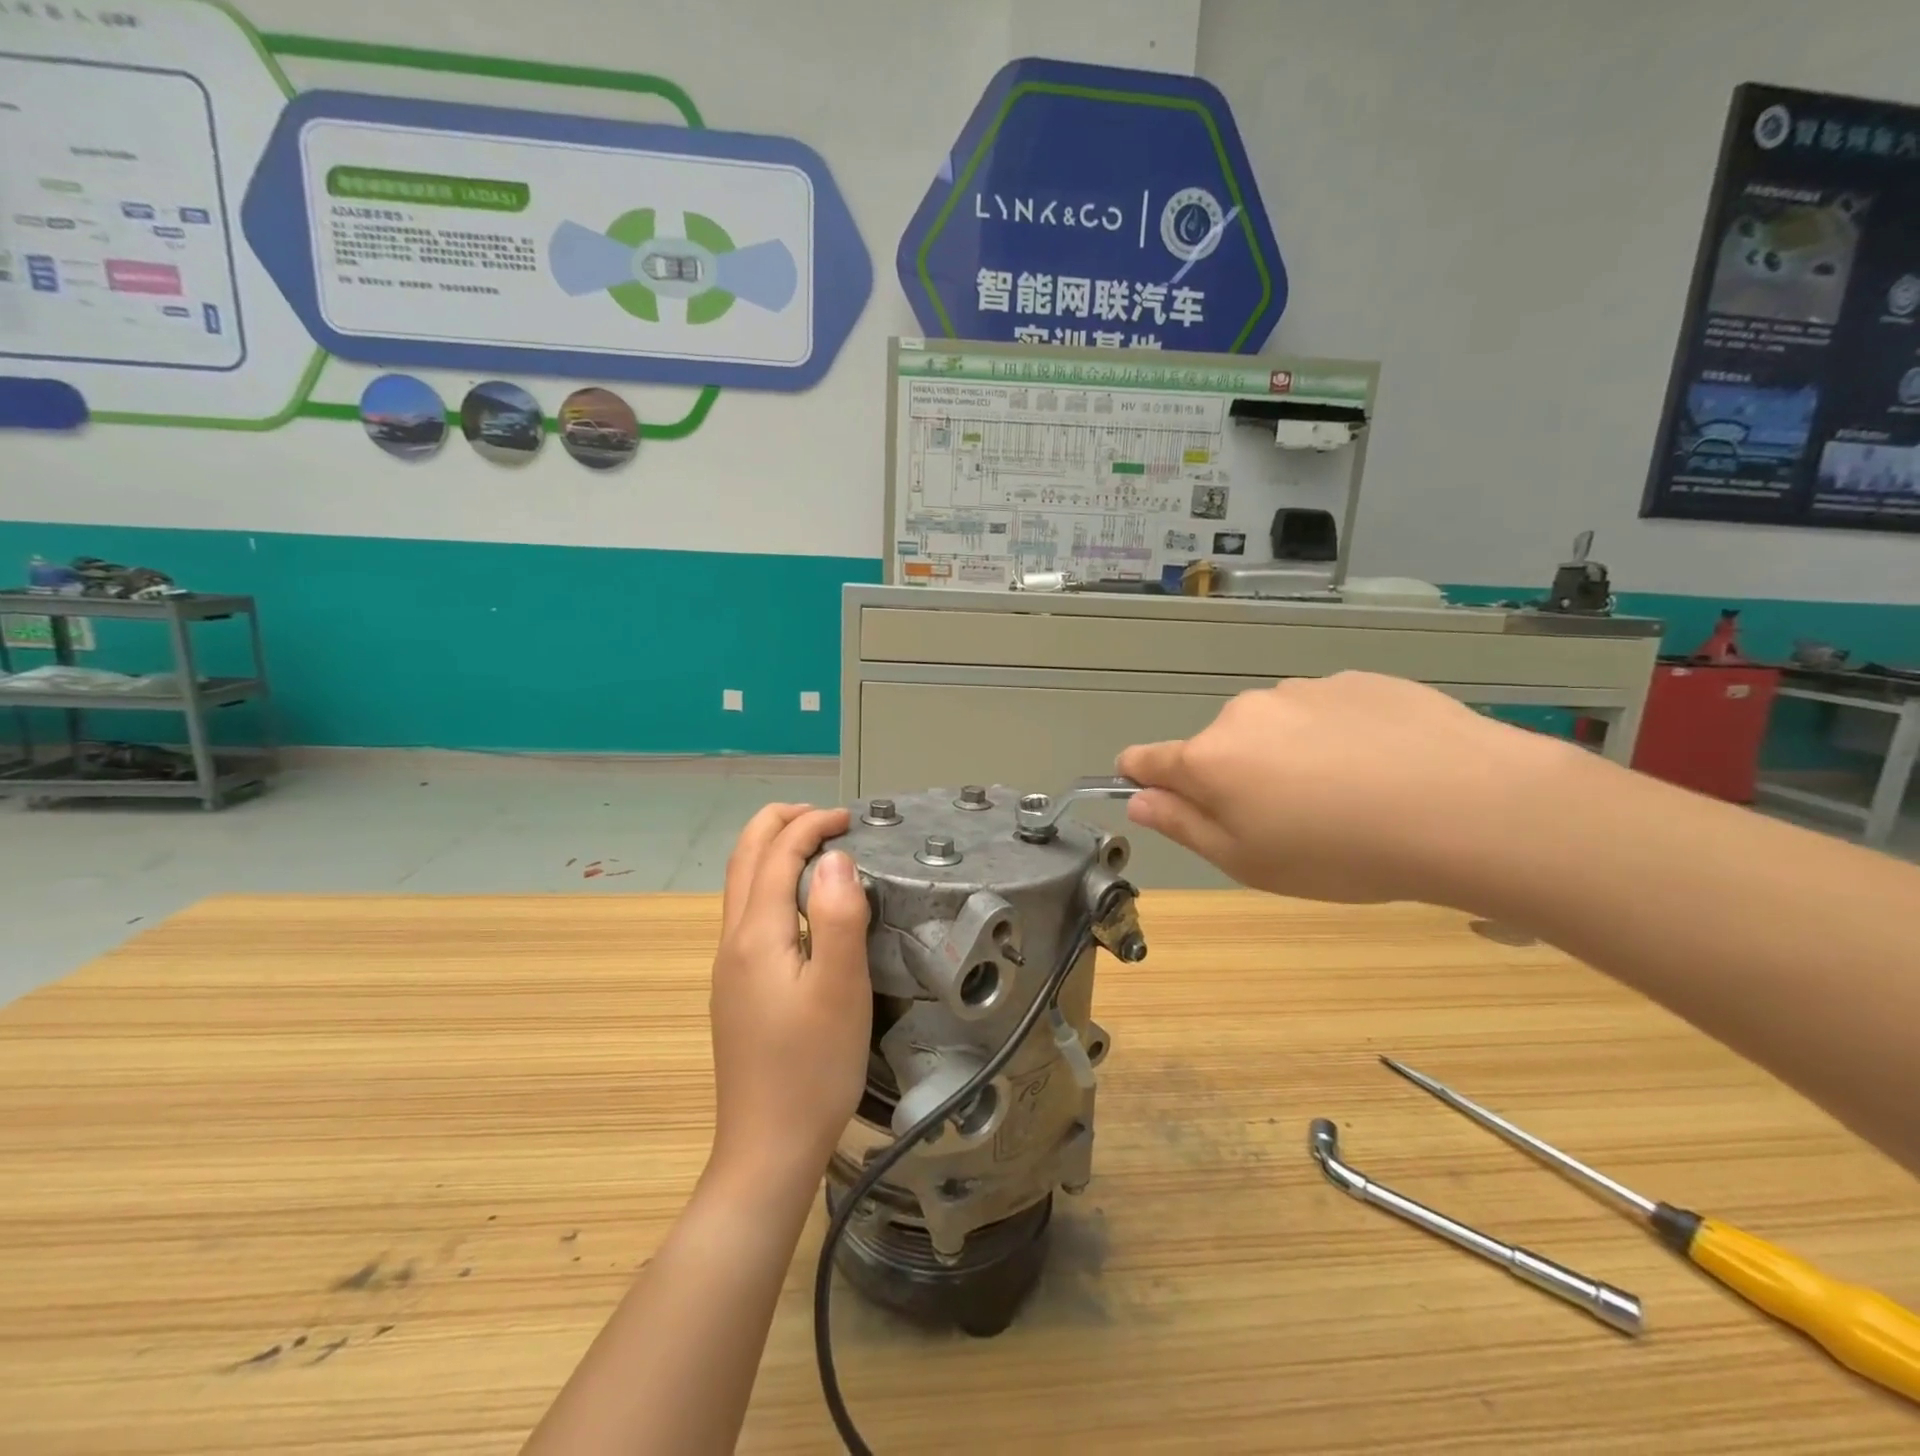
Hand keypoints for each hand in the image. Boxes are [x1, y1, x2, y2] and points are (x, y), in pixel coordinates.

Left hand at [707, 804, 871, 1192]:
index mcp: (756, 935)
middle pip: (744, 858)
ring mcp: (729, 967)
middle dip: (779, 823)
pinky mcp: (737, 989)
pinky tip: (802, 904)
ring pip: (741, 884)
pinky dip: (771, 881)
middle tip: (825, 817)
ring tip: (816, 847)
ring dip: (772, 850)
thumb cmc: (813, 1068)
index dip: (811, 825)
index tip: (850, 819)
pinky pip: (748, 911)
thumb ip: (840, 916)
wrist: (768, 1148)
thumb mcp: (841, 989)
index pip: (777, 854)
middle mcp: (733, 941)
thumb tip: (836, 857)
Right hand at [1117, 672, 1577, 905]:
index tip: (1161, 797)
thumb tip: (1138, 799)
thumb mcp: (1247, 862)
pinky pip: (1327, 713)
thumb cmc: (1339, 852)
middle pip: (1219, 746)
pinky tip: (1383, 768)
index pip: (1147, 759)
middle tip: (1286, 822)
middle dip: (1235, 778)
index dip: (1143, 778)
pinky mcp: (1359, 680)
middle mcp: (1246, 713)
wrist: (1466, 806)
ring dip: (1288, 756)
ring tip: (1347, 796)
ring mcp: (1304, 690)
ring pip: (1275, 728)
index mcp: (1210, 758)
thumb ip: (1182, 826)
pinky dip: (1337, 738)